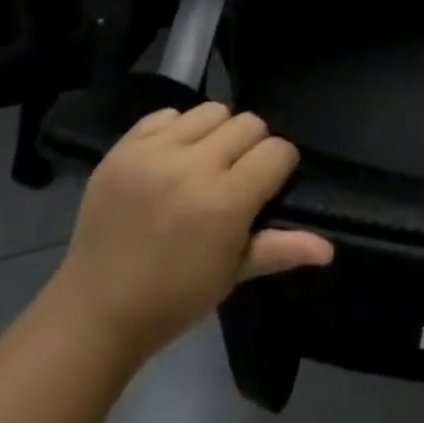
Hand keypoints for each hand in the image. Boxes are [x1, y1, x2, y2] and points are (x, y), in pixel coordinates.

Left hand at [52, 102, 333, 361]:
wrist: (94, 312)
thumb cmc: (173, 299)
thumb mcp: (232, 275)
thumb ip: (281, 249)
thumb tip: (329, 248)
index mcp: (225, 202)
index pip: (277, 150)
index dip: (279, 166)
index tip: (267, 186)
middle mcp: (193, 166)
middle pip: (249, 123)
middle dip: (251, 147)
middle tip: (234, 177)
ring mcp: (155, 152)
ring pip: (212, 110)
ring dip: (216, 133)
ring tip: (202, 163)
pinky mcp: (125, 147)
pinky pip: (167, 114)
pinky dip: (176, 131)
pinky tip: (170, 160)